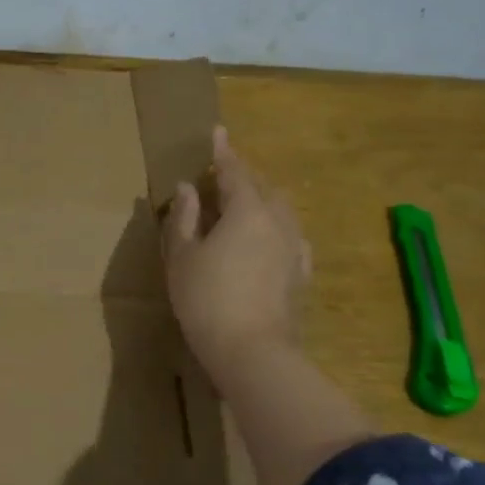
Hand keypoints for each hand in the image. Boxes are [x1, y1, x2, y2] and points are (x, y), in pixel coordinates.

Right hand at [162, 125, 310, 384]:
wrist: (253, 352)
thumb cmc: (207, 299)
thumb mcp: (182, 257)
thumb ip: (184, 218)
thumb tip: (188, 189)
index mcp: (247, 210)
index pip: (234, 171)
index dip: (222, 152)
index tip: (217, 132)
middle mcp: (278, 222)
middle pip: (263, 188)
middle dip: (243, 177)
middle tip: (221, 177)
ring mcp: (295, 249)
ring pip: (281, 211)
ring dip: (262, 201)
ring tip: (242, 207)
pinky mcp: (302, 275)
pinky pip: (290, 237)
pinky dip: (275, 229)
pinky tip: (267, 241)